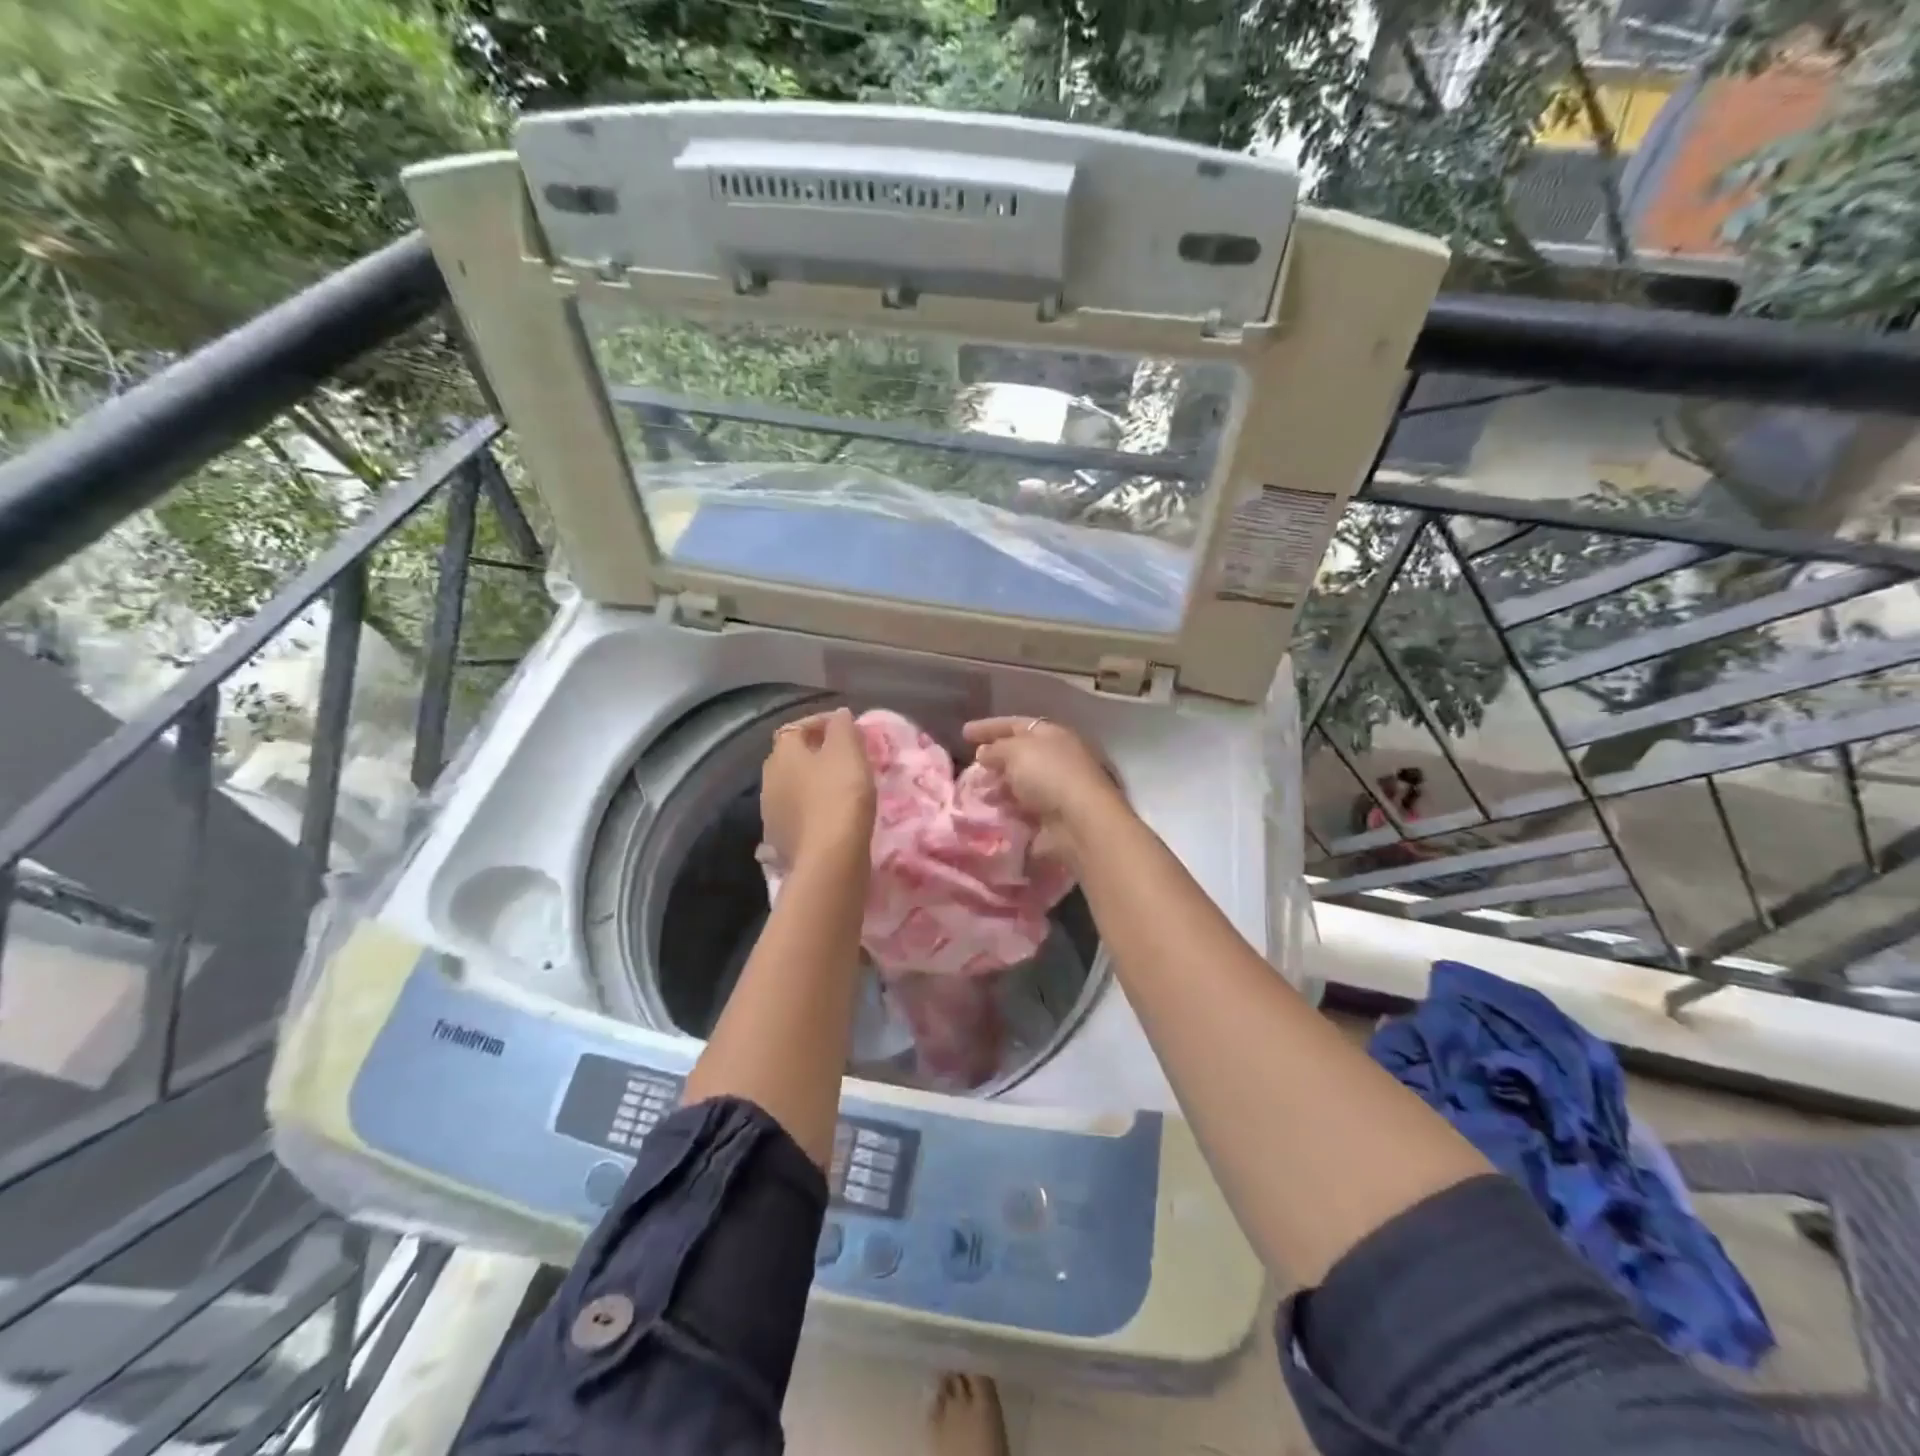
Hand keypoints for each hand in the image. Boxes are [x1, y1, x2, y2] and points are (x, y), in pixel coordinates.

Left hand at [760, 708, 875, 868]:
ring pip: (793, 787)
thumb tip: (838, 715)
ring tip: (840, 788)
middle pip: (791, 757)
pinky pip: (797, 815)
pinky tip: (830, 817)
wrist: (829, 858)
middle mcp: (769, 779)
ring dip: (812, 784)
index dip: (821, 723)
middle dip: (815, 754)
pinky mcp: (780, 840)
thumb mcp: (848, 751)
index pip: (797, 727)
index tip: (848, 729)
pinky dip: (811, 810)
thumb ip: (842, 727)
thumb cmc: (840, 795)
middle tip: (845, 758)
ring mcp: (771, 812)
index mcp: (783, 753)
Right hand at [963, 717, 1127, 859]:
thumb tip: (984, 752)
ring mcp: (1056, 788)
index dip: (989, 727)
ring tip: (976, 794)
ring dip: (997, 787)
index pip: (1016, 724)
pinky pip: (1022, 808)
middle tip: (970, 768)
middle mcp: (1056, 758)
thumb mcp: (1016, 751)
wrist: (1080, 822)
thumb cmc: (1049, 775)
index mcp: (1052, 734)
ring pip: (1019, 783)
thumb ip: (996, 748)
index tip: (964, 733)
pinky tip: (990, 813)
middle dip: (993, 760)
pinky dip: (1006, 808)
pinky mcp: (1052, 817)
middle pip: (1019, 755)